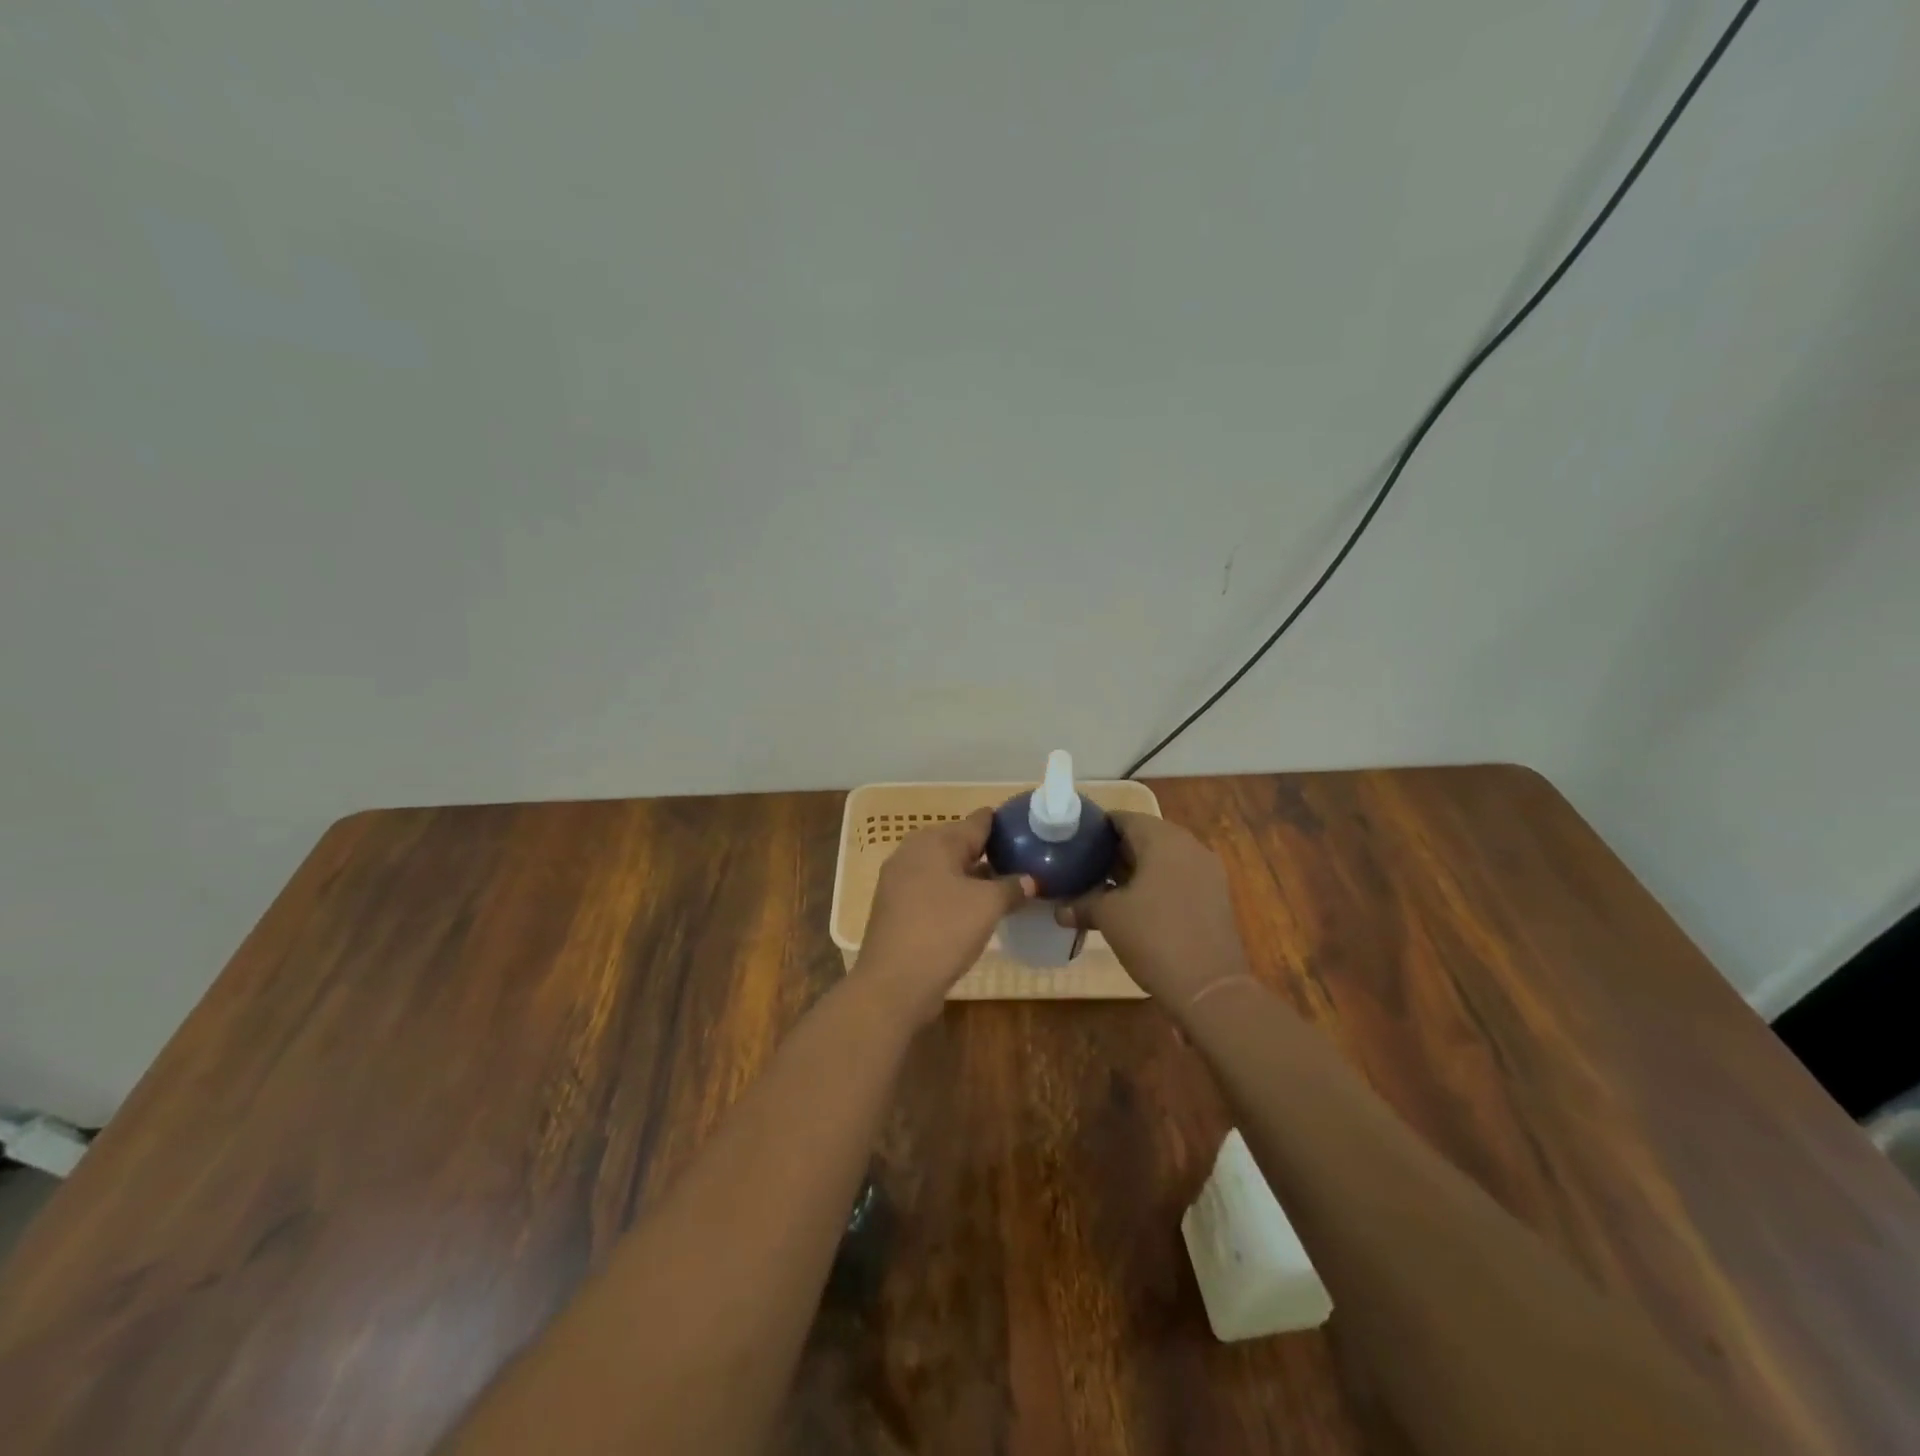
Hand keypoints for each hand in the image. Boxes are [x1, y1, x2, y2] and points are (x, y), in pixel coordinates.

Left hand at [856, 808, 1034, 1025]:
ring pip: (945, 868)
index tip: (1029, 831)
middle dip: (989, 852)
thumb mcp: (988, 906)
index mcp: (935, 840)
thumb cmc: (943, 930)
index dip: (1004, 825)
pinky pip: (932, 889)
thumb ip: (1012, 887)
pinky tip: (974, 910)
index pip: (978, 821)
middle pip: (959, 843)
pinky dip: (954, 894)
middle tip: (1022, 862)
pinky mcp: (895, 906)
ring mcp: (900, 879)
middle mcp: (913, 851)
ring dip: (972, 876)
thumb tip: (1029, 880)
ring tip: (1004, 887)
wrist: (894, 982)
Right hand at [1055, 812, 1248, 1004]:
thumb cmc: (1154, 937)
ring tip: (1104, 889)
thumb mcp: (1109, 917)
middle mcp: (1190, 846)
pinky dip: (1156, 885)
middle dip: (1115, 851)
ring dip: (1135, 870)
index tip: (1074, 843)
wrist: (1209, 988)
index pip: (1124, 818)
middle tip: (1085, 868)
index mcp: (1163, 839)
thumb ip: (1083, 904)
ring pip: (1164, 859)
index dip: (1096, 828)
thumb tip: (1060, 909)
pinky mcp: (1216, 898)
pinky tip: (1134, 907)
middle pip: (1145, 837)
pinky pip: (1179, 879)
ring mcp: (1208, 872)